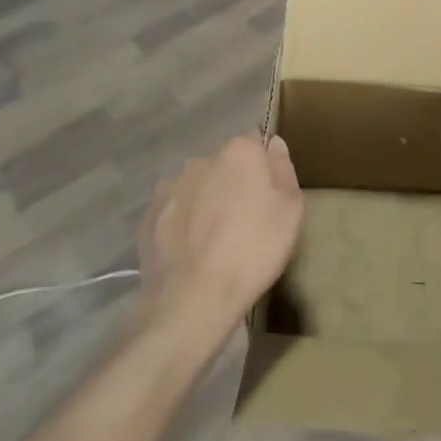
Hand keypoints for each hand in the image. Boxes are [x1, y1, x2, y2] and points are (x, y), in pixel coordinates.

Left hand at [138, 134, 303, 348]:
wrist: (194, 298)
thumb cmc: (254, 250)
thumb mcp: (291, 211)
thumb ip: (283, 170)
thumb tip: (274, 145)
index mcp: (239, 151)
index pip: (255, 142)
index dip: (264, 166)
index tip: (269, 193)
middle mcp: (201, 159)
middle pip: (224, 163)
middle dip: (234, 182)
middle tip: (246, 219)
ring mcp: (170, 186)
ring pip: (197, 185)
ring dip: (206, 200)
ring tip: (215, 239)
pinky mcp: (149, 214)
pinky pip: (175, 209)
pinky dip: (183, 222)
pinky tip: (192, 250)